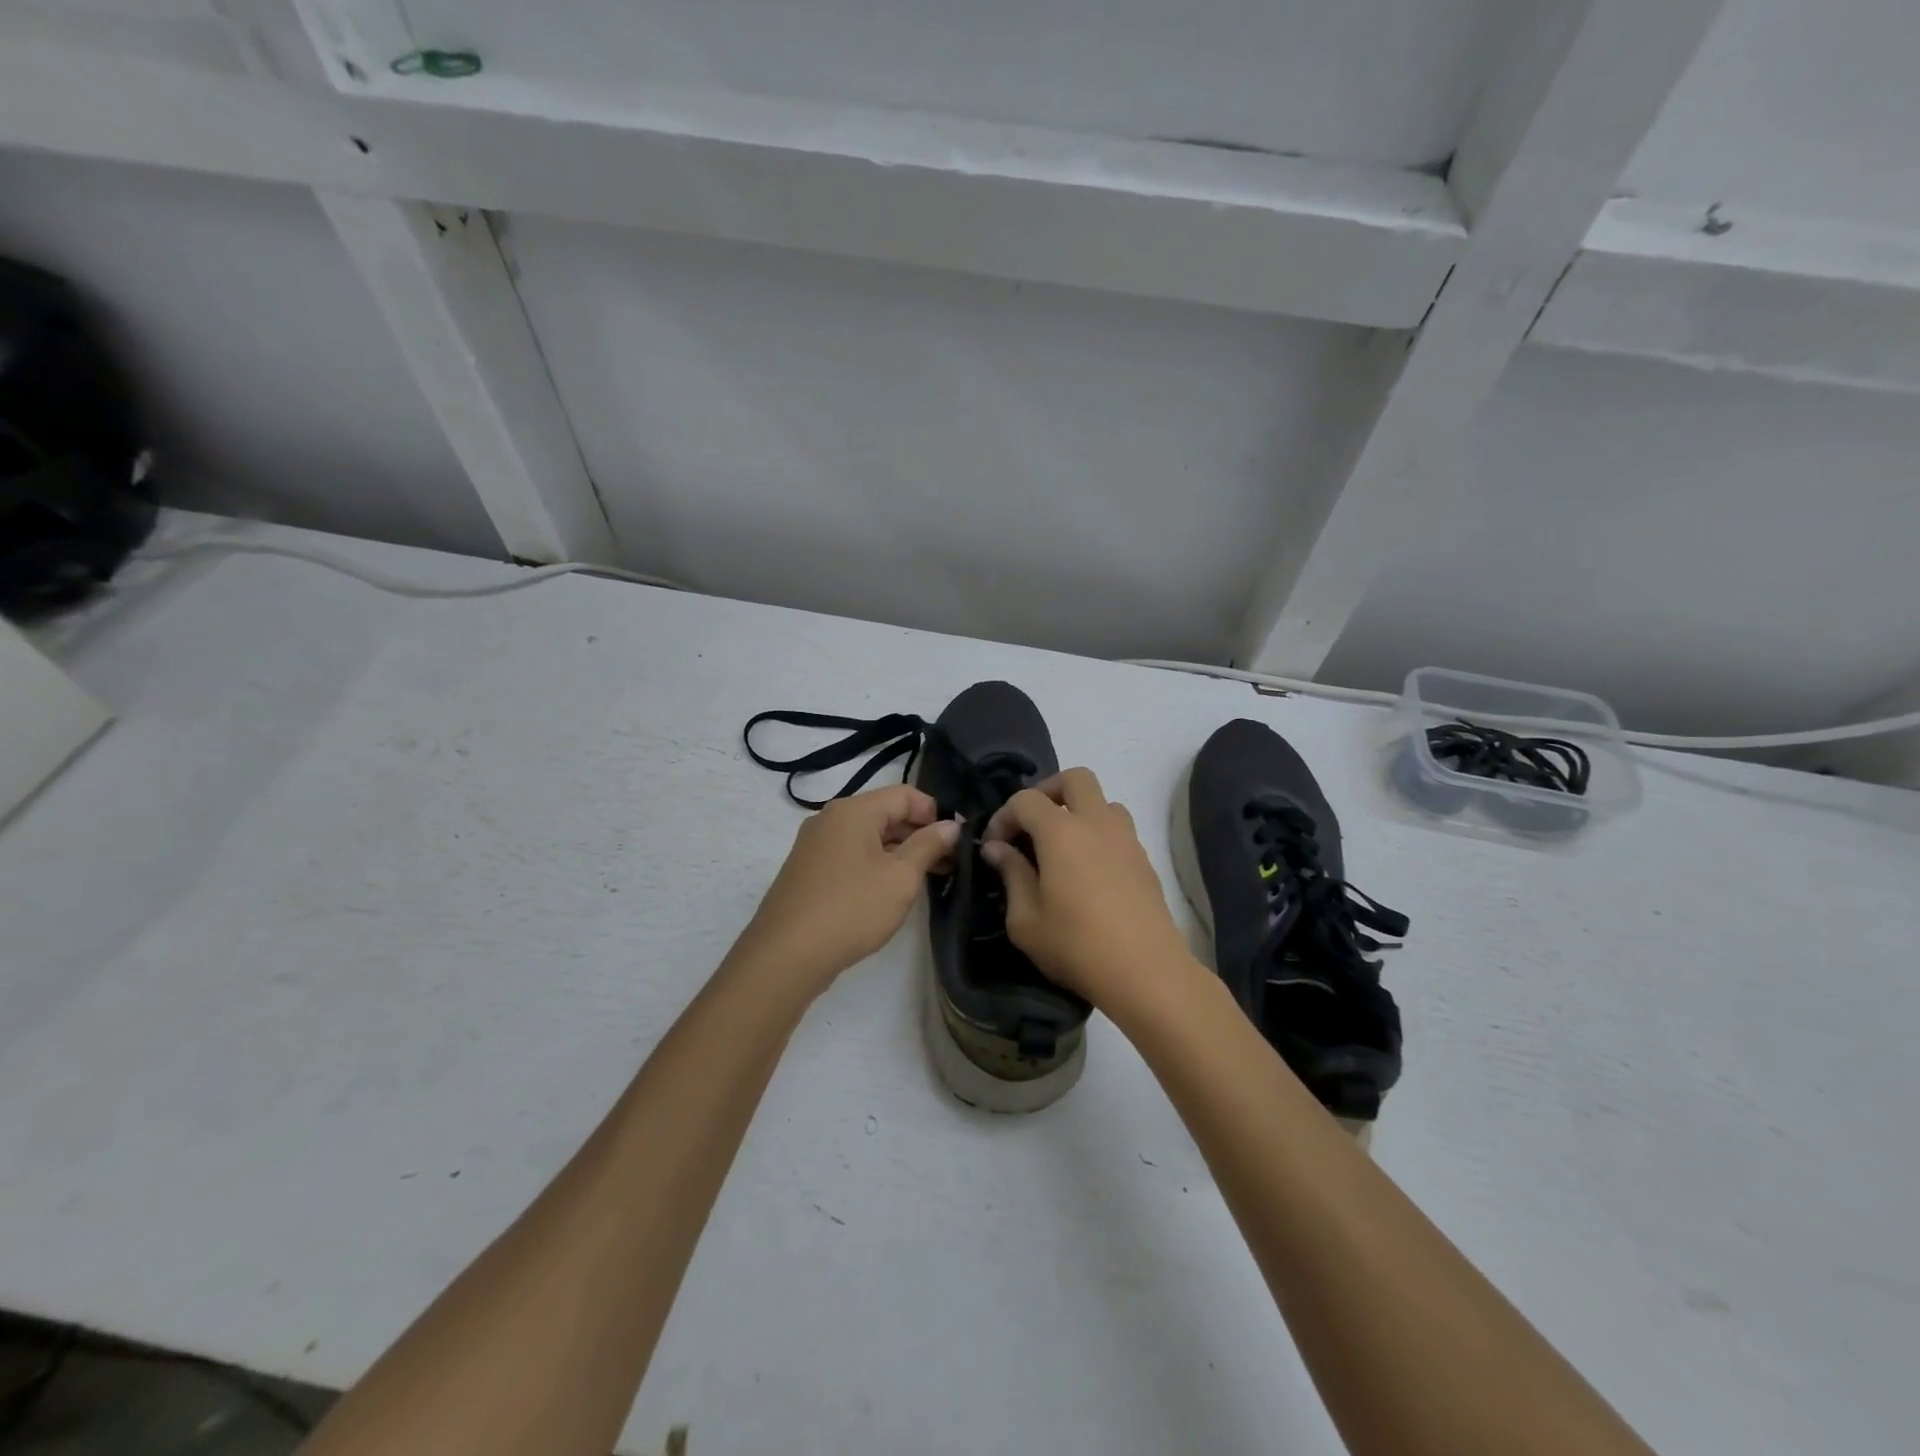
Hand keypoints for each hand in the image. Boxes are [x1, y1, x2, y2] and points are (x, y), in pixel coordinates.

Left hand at [735, 783, 959, 996]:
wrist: (786, 955)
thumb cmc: (852, 908)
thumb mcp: (901, 877)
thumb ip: (929, 845)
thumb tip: (950, 825)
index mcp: (853, 810)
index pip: (905, 794)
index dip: (935, 812)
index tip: (957, 840)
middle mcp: (830, 819)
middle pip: (885, 813)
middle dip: (919, 834)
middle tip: (949, 863)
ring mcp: (815, 846)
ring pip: (868, 837)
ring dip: (899, 852)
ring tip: (927, 879)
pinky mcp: (809, 872)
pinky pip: (851, 856)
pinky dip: (876, 865)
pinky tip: (891, 891)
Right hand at [981, 768, 1195, 1008]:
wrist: (1146, 972)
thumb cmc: (1076, 946)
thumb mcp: (1025, 919)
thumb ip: (1010, 874)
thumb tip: (997, 848)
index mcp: (1061, 832)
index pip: (1026, 799)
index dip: (1003, 816)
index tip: (994, 846)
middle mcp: (1097, 823)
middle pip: (1075, 778)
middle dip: (1047, 791)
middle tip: (1031, 824)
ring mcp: (1126, 839)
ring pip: (1103, 801)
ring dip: (1079, 811)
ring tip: (1061, 847)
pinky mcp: (1144, 860)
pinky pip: (1118, 829)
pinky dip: (1098, 834)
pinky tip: (1087, 871)